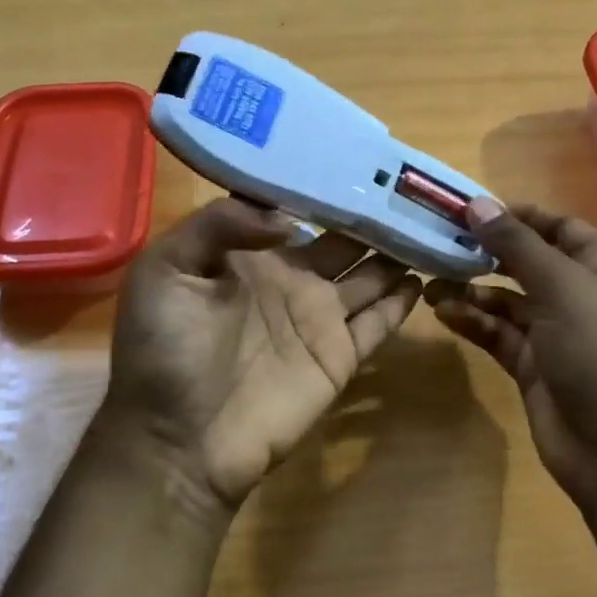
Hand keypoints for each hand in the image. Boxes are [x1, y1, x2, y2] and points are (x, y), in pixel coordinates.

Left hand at [102, 198, 423, 529]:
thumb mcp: (165, 270)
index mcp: (250, 255)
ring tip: (433, 222)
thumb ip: (219, 226)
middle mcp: (292, 280)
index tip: (356, 156)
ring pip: (370, 276)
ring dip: (397, 252)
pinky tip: (426, 274)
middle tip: (411, 185)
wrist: (180, 440)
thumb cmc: (163, 351)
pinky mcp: (340, 357)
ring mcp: (319, 320)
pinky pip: (379, 323)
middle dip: (373, 214)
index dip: (323, 185)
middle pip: (344, 240)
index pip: (295, 209)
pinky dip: (402, 301)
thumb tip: (289, 217)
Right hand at [429, 199, 596, 517]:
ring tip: (429, 282)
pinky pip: (498, 334)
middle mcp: (578, 295)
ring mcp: (554, 334)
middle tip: (438, 242)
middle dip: (485, 253)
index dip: (517, 216)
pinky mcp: (532, 367)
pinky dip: (473, 322)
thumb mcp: (560, 286)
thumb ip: (517, 245)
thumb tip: (478, 204)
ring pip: (506, 301)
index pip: (557, 227)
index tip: (469, 210)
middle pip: (526, 263)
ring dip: (471, 290)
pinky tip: (443, 314)